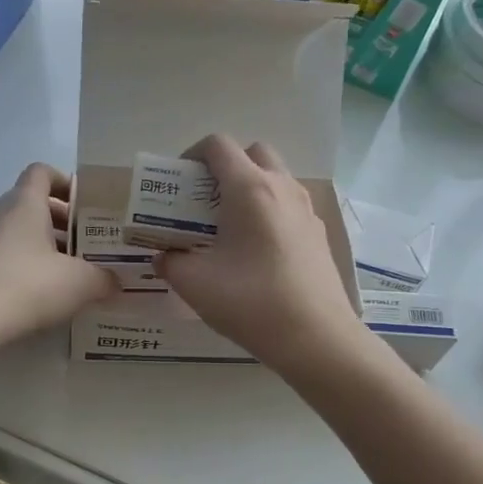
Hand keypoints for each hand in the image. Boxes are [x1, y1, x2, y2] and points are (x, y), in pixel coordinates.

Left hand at [0, 163, 118, 354]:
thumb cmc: (25, 286)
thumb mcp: (79, 284)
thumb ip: (104, 278)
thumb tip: (117, 282)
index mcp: (23, 202)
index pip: (42, 172)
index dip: (66, 183)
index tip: (88, 206)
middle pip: (31, 204)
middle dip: (61, 221)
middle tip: (87, 245)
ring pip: (15, 231)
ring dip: (41, 246)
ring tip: (67, 273)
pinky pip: (0, 255)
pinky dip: (21, 265)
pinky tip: (38, 294)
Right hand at [157, 135, 365, 375]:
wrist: (315, 337)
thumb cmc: (250, 302)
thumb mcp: (194, 284)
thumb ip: (170, 263)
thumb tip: (163, 257)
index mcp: (250, 188)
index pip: (218, 145)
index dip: (192, 155)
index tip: (178, 183)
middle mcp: (282, 188)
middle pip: (252, 153)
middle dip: (225, 168)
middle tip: (205, 202)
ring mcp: (306, 210)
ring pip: (275, 179)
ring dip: (249, 190)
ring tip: (228, 229)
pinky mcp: (318, 234)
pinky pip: (288, 207)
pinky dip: (268, 213)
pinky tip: (256, 253)